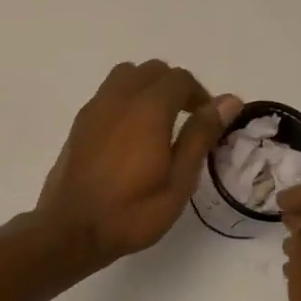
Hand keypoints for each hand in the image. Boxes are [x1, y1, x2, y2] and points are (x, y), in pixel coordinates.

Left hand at [37, 60, 241, 267]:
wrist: (71, 230)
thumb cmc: (132, 212)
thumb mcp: (179, 180)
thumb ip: (201, 135)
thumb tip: (229, 101)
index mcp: (148, 109)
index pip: (180, 79)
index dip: (200, 95)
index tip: (208, 122)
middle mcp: (119, 98)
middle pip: (153, 70)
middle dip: (175, 87)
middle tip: (187, 121)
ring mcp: (94, 108)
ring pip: (126, 76)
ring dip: (147, 88)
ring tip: (158, 123)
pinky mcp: (79, 122)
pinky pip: (107, 93)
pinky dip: (125, 99)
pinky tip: (130, 135)